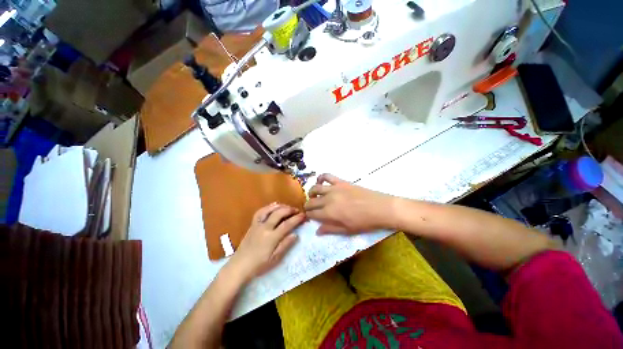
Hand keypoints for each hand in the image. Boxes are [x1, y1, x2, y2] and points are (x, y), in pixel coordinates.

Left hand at [227, 203, 304, 281]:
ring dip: (280, 206)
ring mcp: (257, 224)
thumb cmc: (258, 265)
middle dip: (289, 210)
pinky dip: (268, 207)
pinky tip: (273, 206)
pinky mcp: (252, 224)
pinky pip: (260, 212)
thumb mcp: (274, 259)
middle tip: (297, 210)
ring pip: (269, 210)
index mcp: (271, 238)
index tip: (303, 215)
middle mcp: (264, 228)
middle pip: (279, 213)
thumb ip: (285, 245)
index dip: (296, 219)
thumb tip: (296, 235)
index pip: (287, 224)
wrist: (239, 266)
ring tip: (287, 207)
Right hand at [304, 174, 396, 234]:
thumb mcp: (347, 230)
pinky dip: (321, 177)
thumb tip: (317, 231)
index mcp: (329, 213)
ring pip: (315, 188)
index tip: (309, 216)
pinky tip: (320, 181)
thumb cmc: (364, 222)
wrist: (380, 208)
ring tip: (313, 196)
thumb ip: (330, 229)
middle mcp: (328, 199)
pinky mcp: (341, 182)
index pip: (312, 214)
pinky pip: (327, 176)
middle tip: (310, 208)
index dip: (309, 215)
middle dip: (308, 206)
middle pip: (311, 201)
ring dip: (311, 192)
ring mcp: (334, 189)